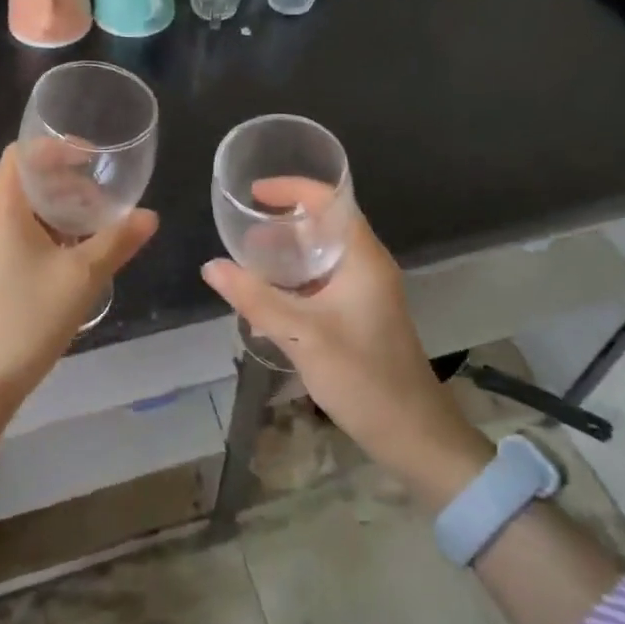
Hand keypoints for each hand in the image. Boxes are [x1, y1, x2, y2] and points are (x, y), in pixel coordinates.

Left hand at [0, 144, 157, 406]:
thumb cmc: (26, 320)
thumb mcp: (82, 278)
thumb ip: (118, 241)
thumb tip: (150, 216)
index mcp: (1, 208)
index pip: (22, 154)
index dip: (57, 148)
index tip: (92, 160)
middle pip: (23, 182)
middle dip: (65, 185)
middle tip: (102, 202)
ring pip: (19, 212)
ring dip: (55, 213)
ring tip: (92, 232)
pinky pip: (11, 236)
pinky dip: (41, 235)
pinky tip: (67, 262)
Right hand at [201, 186, 490, 502]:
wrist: (413, 436)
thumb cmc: (363, 377)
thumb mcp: (301, 335)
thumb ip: (254, 298)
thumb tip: (210, 266)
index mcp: (362, 257)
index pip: (330, 200)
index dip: (292, 188)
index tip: (254, 194)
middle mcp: (366, 265)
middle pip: (324, 224)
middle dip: (282, 221)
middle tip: (243, 231)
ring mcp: (366, 291)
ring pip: (322, 254)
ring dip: (287, 252)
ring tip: (248, 260)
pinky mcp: (360, 313)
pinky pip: (322, 280)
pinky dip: (295, 278)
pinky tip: (268, 296)